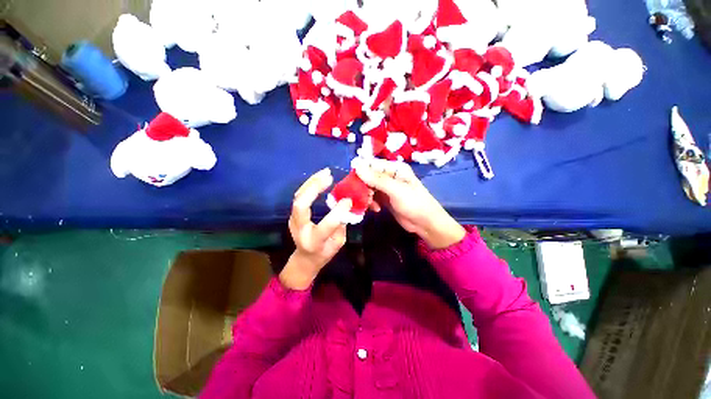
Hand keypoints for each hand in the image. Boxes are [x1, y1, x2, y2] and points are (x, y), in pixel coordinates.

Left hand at [280, 168, 353, 289]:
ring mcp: (293, 220)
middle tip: (329, 176)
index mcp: (314, 241)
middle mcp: (299, 229)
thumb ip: (341, 225)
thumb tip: (346, 204)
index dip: (338, 212)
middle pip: (301, 205)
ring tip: (325, 172)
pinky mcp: (294, 213)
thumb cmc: (324, 253)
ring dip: (311, 182)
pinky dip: (309, 184)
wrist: (305, 258)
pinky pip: (300, 195)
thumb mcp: (338, 244)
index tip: (349, 200)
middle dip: (314, 188)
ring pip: (298, 196)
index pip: (326, 225)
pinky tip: (319, 177)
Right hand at [354, 159, 465, 249]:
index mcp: (394, 168)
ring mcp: (386, 188)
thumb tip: (357, 166)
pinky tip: (376, 209)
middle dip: (362, 186)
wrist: (425, 224)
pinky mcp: (385, 199)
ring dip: (366, 196)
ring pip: (368, 187)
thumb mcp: (396, 190)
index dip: (360, 172)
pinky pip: (372, 197)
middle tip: (363, 197)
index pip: (371, 164)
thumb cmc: (414, 203)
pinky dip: (370, 202)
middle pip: (368, 176)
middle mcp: (389, 176)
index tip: (352, 182)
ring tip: (370, 204)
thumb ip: (376, 179)